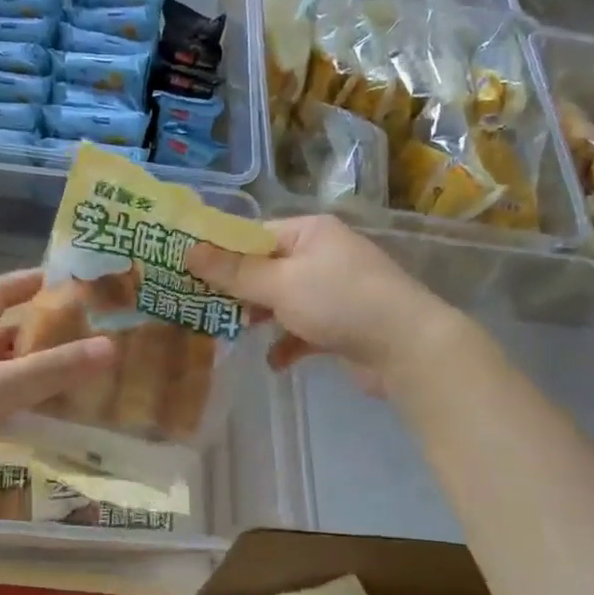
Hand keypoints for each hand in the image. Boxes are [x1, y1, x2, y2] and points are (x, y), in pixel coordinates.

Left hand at [0, 269, 116, 514]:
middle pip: (6, 334)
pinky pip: (4, 403)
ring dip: (38, 369)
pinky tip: (56, 410)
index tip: (64, 279)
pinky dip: (29, 402)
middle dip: (43, 331)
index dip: (28, 282)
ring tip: (82, 369)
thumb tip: (110, 346)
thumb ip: (54, 368)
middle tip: (87, 331)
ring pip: (7, 371)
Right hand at [186, 215, 464, 393]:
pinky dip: (287, 344)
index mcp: (308, 233)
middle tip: (198, 307)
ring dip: (258, 318)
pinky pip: (301, 330)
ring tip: (228, 335)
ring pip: (281, 301)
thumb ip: (233, 271)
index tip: (186, 271)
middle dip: (235, 291)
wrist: (407, 348)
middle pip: (264, 269)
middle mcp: (321, 255)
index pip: (253, 235)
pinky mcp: (340, 325)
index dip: (219, 252)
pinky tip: (274, 362)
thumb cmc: (339, 302)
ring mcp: (332, 291)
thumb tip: (188, 250)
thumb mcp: (279, 284)